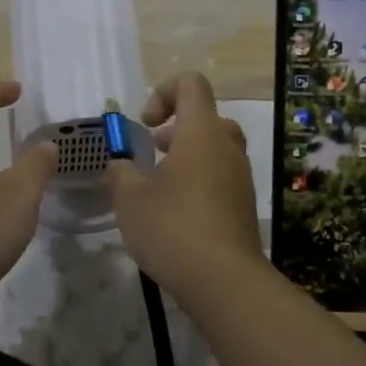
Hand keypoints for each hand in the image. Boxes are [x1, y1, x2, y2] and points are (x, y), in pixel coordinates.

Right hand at [106, 72, 259, 294]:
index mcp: (202, 131)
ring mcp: (241, 176)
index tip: (145, 125)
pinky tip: (176, 215)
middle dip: (175, 128)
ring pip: (215, 148)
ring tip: (158, 187)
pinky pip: (221, 177)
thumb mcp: (130, 196)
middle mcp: (227, 145)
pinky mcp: (244, 205)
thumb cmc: (173, 226)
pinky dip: (199, 182)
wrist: (225, 281)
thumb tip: (121, 164)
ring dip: (186, 157)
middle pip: (206, 116)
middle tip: (152, 154)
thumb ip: (121, 171)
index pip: (191, 83)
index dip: (163, 91)